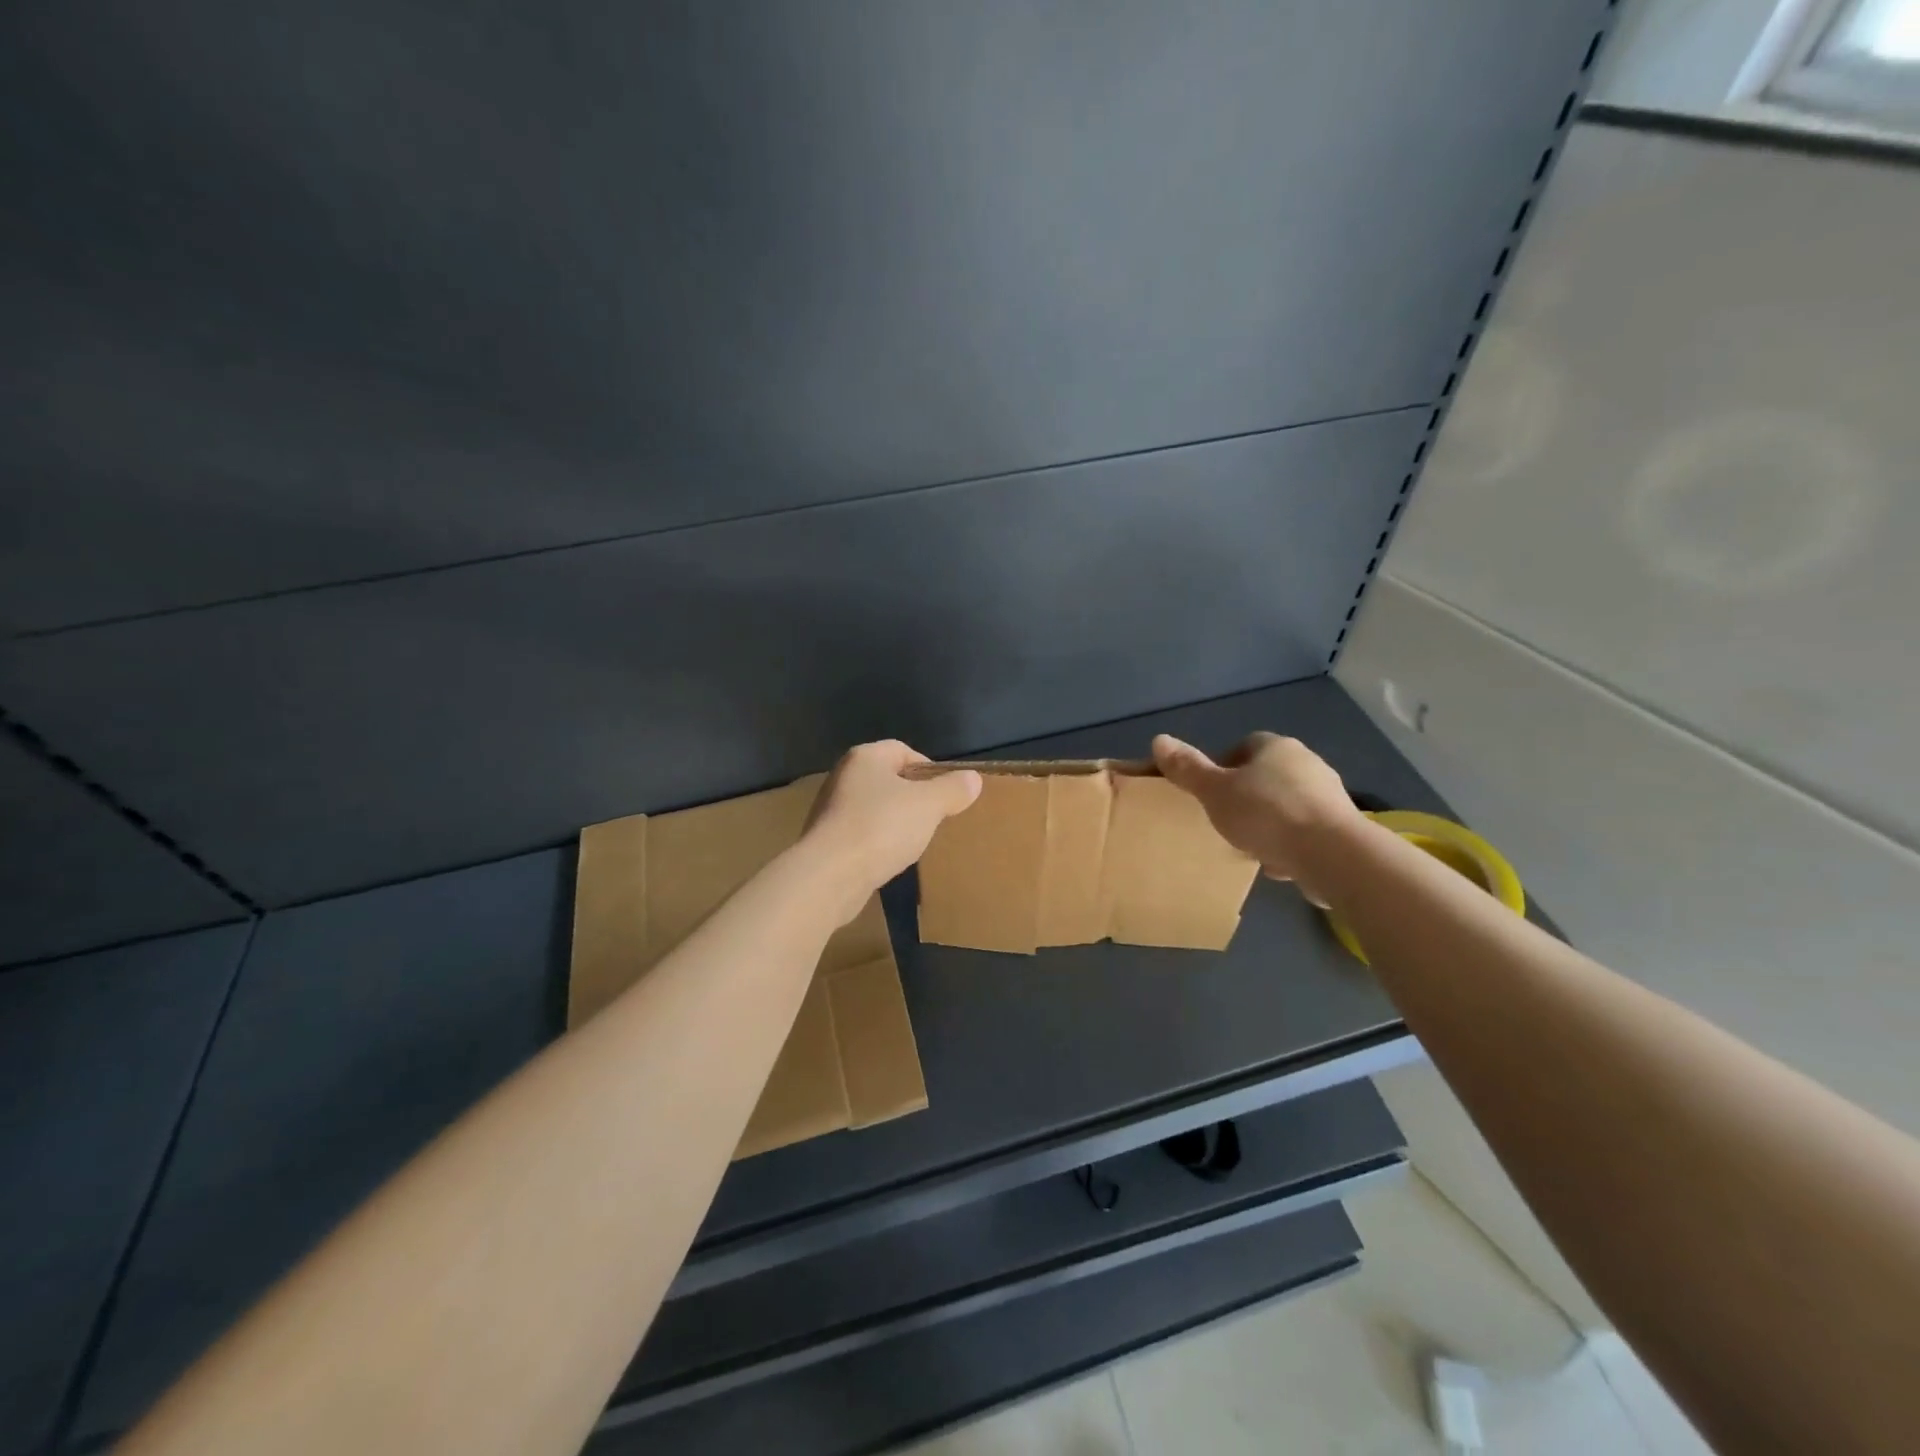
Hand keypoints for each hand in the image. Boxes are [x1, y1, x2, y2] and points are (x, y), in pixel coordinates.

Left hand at [802, 740, 982, 910]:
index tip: (946, 794)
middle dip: (914, 797)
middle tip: (934, 817)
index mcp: (865, 757)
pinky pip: (861, 833)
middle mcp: (843, 776)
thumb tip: (972, 779)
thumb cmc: (881, 827)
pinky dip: (878, 842)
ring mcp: (831, 809)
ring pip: (875, 807)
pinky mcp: (826, 840)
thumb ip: (953, 789)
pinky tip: (890, 858)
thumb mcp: (929, 805)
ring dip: (895, 821)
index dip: (929, 768)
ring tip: (915, 840)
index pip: (903, 750)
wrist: (829, 875)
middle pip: (889, 779)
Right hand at [1151, 732, 1363, 905]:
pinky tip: (1279, 862)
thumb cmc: (1266, 814)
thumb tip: (1158, 739)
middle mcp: (1307, 762)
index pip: (1244, 745)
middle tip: (1226, 819)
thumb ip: (1187, 768)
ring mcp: (1329, 794)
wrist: (1333, 854)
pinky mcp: (1343, 826)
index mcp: (1275, 746)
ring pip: (1287, 803)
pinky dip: (1291, 842)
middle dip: (1247, 795)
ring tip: (1251, 845)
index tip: (1211, 792)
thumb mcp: (1215, 792)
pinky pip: (1306, 829)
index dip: (1224, 766)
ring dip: (1270, 821)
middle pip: (1266, 775)